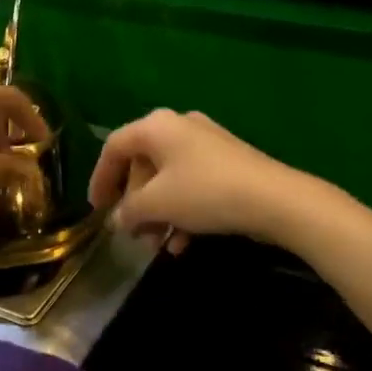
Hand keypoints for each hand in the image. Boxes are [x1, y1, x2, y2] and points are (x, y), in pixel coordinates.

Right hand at [87, 109, 301, 253]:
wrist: (274, 199)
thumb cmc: (204, 193)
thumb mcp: (157, 204)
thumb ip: (128, 210)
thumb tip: (118, 219)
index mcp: (156, 127)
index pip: (114, 147)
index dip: (100, 179)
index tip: (97, 209)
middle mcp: (179, 126)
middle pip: (142, 164)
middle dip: (134, 203)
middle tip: (131, 232)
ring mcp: (206, 143)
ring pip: (168, 178)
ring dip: (158, 213)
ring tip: (156, 244)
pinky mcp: (227, 162)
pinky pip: (191, 184)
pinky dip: (182, 211)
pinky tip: (183, 243)